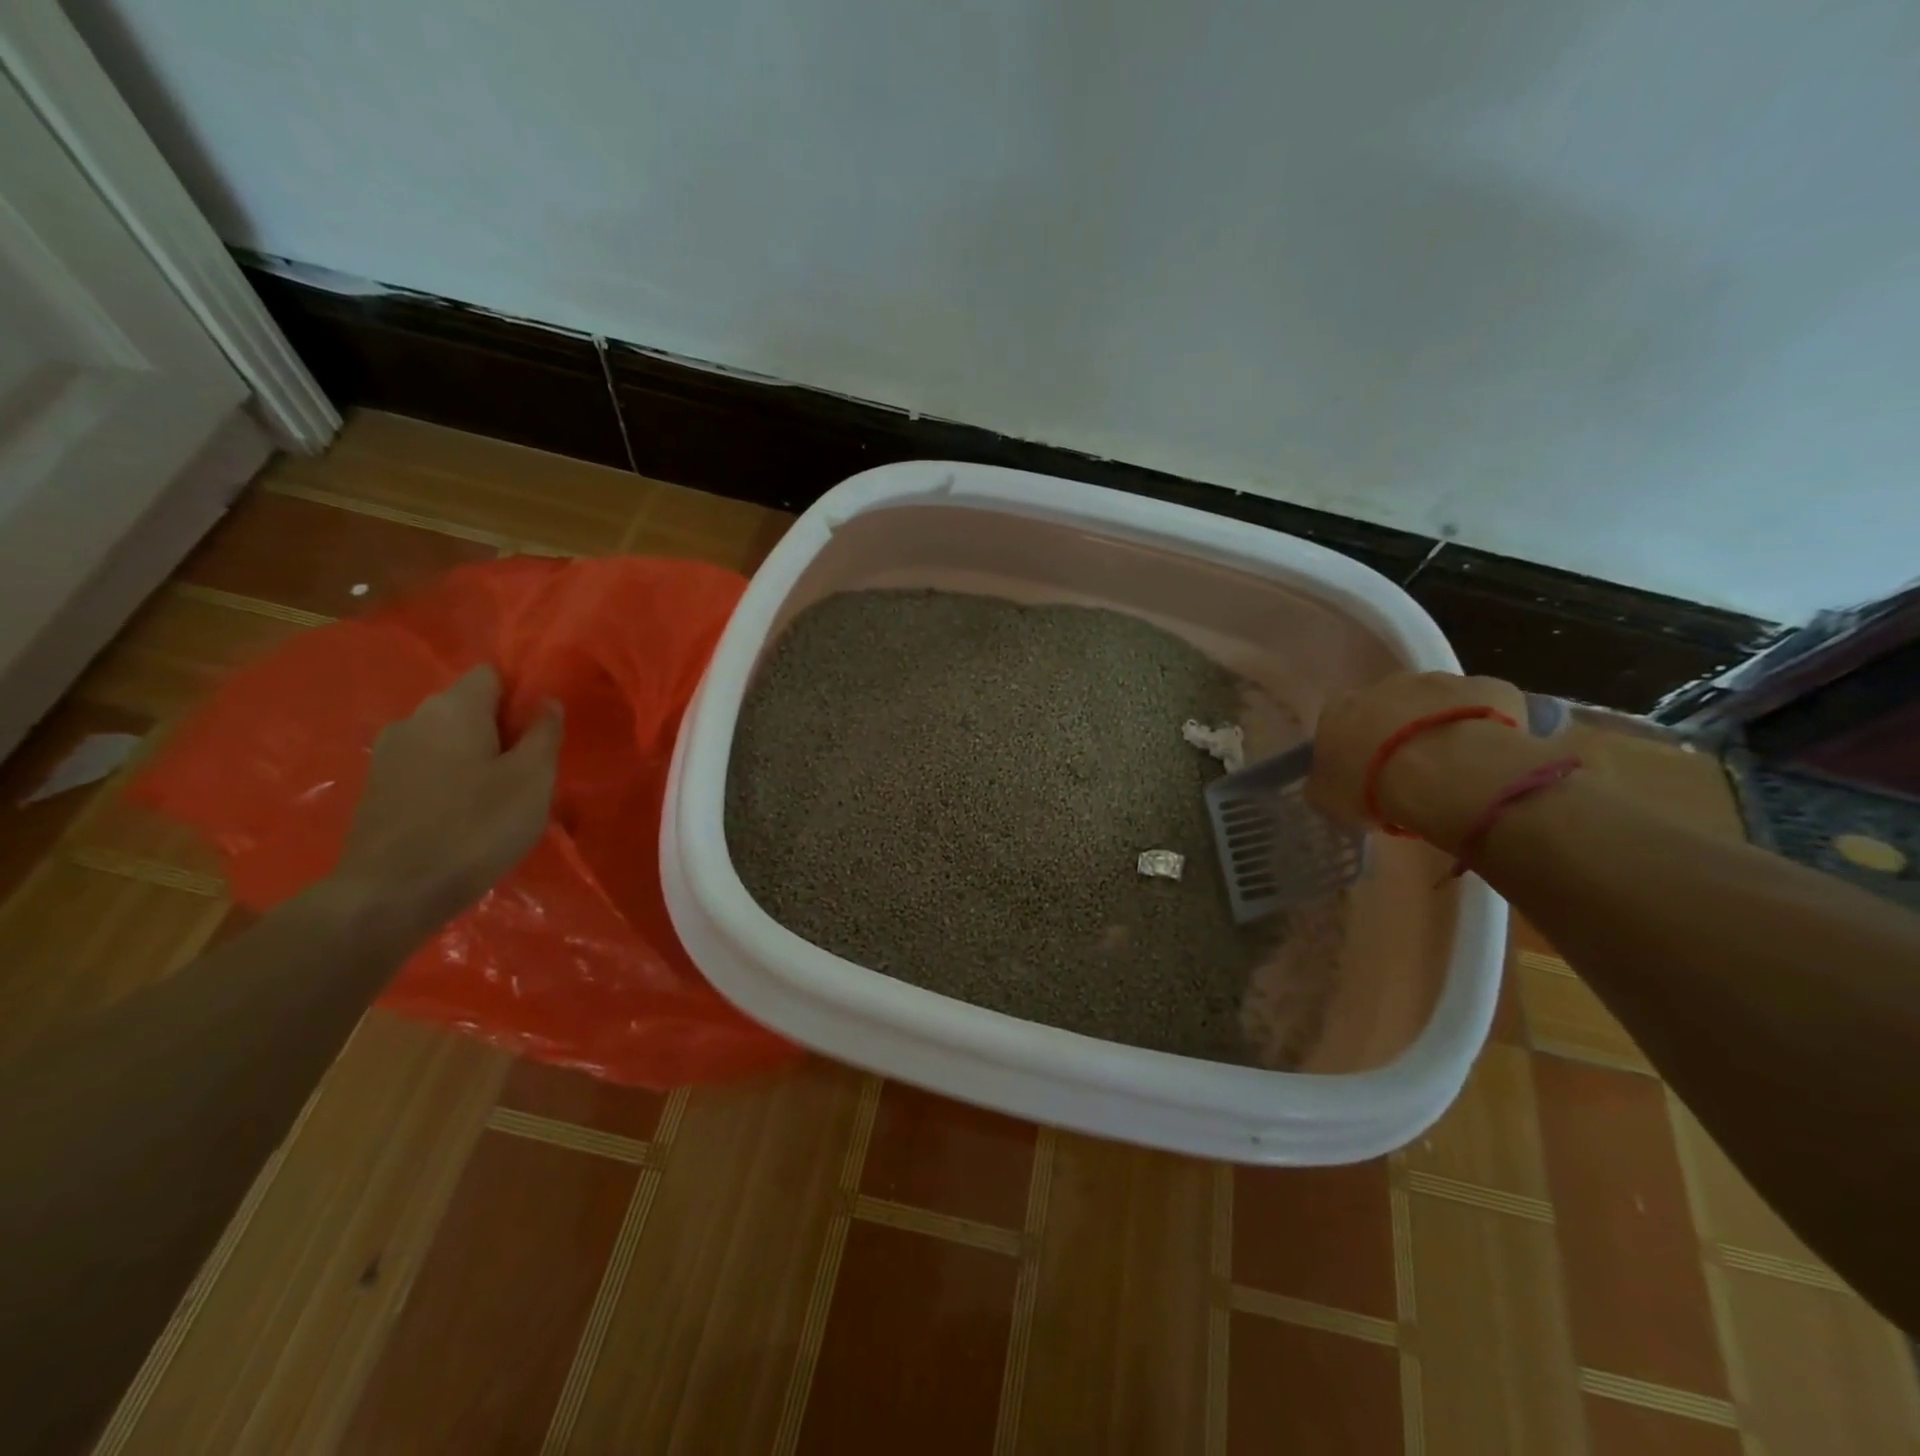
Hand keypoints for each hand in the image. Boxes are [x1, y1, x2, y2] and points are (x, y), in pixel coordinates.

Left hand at [331, 666, 562, 934]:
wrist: (391, 892)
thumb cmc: (476, 827)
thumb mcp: (532, 779)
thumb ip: (544, 734)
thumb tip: (547, 702)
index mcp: (454, 707)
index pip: (492, 673)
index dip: (522, 694)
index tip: (542, 732)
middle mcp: (415, 718)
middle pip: (469, 707)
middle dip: (501, 729)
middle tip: (529, 770)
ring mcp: (389, 753)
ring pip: (447, 739)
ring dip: (476, 757)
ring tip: (498, 797)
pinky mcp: (377, 788)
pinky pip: (427, 767)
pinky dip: (450, 780)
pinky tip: (465, 816)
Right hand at [1307, 671, 1555, 850]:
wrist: (1448, 774)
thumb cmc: (1374, 788)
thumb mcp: (1329, 801)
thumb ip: (1322, 785)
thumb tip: (1325, 783)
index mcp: (1339, 710)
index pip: (1337, 722)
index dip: (1352, 747)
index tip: (1363, 774)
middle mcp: (1384, 685)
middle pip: (1387, 706)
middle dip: (1396, 731)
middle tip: (1409, 770)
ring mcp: (1439, 681)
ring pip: (1436, 703)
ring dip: (1439, 726)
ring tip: (1452, 767)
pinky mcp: (1488, 687)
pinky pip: (1485, 706)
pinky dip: (1484, 726)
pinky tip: (1488, 756)